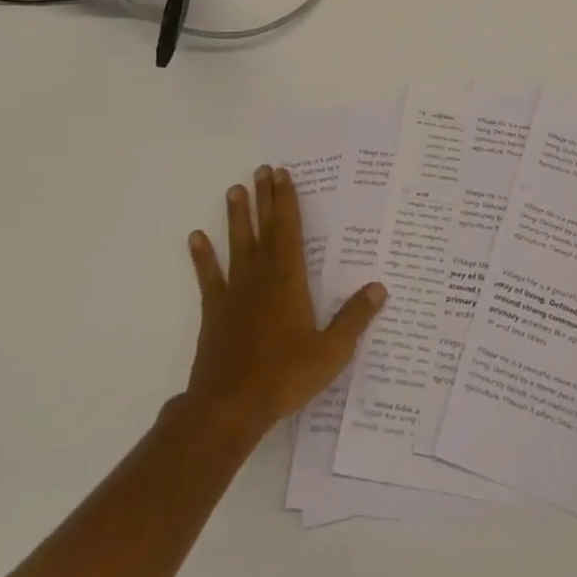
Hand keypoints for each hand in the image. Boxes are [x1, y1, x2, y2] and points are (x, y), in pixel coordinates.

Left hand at [180, 166, 386, 441]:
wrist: (230, 406)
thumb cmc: (285, 376)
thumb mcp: (332, 351)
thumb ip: (355, 317)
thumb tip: (380, 287)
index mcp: (290, 281)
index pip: (290, 231)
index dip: (287, 201)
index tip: (283, 175)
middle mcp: (261, 277)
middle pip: (263, 229)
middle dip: (264, 198)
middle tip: (261, 170)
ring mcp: (234, 293)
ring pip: (236, 245)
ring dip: (236, 217)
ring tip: (234, 190)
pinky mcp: (214, 312)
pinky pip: (209, 277)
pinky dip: (203, 257)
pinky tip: (196, 238)